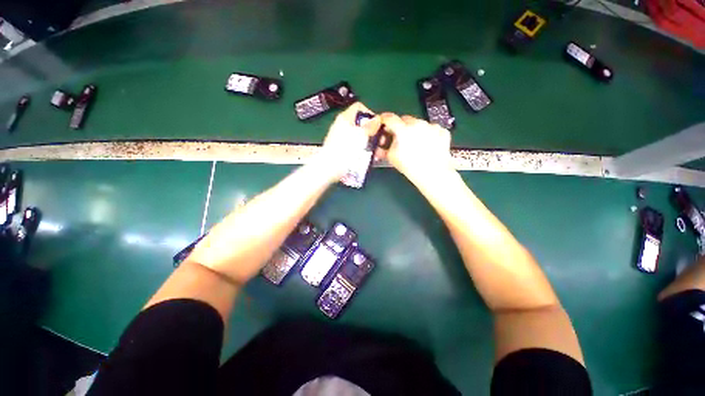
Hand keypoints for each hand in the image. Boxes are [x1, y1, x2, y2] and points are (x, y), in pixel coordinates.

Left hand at [318, 102, 381, 180]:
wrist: (330, 168)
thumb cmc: (346, 149)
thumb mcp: (361, 135)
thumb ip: (370, 126)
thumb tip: (377, 118)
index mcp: (345, 118)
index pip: (359, 108)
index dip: (370, 114)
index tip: (377, 125)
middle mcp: (342, 126)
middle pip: (360, 124)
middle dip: (372, 132)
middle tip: (380, 140)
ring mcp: (341, 139)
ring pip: (359, 137)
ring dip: (370, 143)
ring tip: (377, 151)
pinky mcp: (342, 150)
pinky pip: (355, 147)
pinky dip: (363, 150)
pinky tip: (369, 157)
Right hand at [379, 113, 452, 182]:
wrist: (433, 174)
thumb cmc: (411, 167)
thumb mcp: (392, 158)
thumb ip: (384, 148)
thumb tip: (380, 146)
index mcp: (403, 130)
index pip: (389, 118)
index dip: (384, 119)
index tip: (383, 122)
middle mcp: (418, 124)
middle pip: (405, 119)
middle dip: (400, 127)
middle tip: (400, 139)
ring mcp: (432, 126)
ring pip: (419, 124)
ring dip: (415, 131)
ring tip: (415, 145)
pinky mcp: (442, 131)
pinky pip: (432, 129)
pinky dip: (428, 135)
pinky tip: (427, 145)